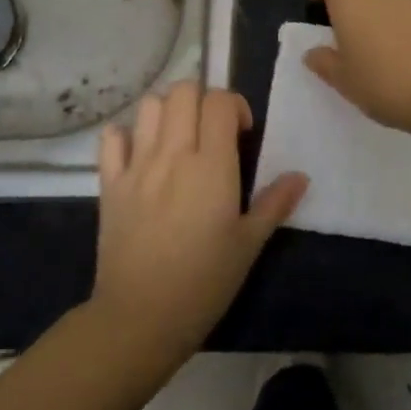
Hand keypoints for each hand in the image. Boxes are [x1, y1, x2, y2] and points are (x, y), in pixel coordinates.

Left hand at [92, 81, 307, 363]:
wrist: (141, 318)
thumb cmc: (204, 282)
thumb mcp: (248, 245)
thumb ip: (275, 203)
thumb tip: (301, 176)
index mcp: (212, 165)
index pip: (220, 101)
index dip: (234, 106)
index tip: (241, 133)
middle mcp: (173, 154)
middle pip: (184, 91)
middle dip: (202, 99)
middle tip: (210, 131)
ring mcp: (137, 166)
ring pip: (150, 106)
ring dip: (167, 111)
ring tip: (177, 138)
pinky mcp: (110, 183)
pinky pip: (111, 139)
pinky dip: (125, 135)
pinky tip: (138, 153)